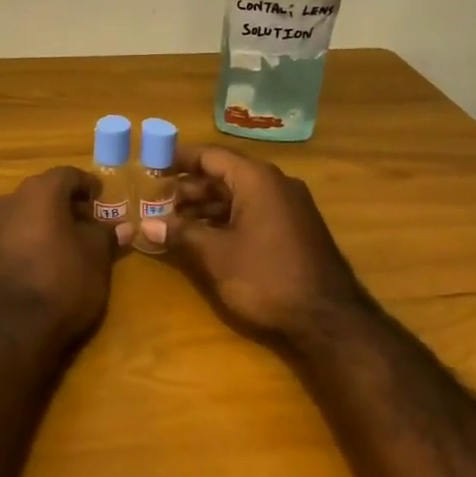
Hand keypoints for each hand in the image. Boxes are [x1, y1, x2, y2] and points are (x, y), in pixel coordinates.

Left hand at [0, 166, 120, 351]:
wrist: (13, 330)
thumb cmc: (63, 282)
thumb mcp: (96, 257)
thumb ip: (106, 234)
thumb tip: (121, 226)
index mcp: (39, 191)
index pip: (68, 175)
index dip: (88, 185)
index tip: (102, 198)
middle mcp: (11, 198)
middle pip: (45, 190)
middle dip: (68, 202)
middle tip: (90, 221)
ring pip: (27, 210)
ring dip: (48, 219)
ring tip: (71, 242)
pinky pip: (15, 231)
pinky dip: (33, 235)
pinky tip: (48, 256)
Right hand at [166, 145, 365, 349]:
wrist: (329, 320)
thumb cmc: (266, 277)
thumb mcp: (216, 255)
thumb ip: (181, 234)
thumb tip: (147, 225)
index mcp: (257, 180)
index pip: (211, 156)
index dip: (180, 159)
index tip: (153, 165)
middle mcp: (275, 184)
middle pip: (224, 175)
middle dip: (189, 188)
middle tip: (157, 202)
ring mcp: (289, 207)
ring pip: (238, 196)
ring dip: (206, 206)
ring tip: (174, 222)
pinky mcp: (294, 230)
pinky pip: (253, 212)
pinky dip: (226, 219)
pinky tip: (204, 237)